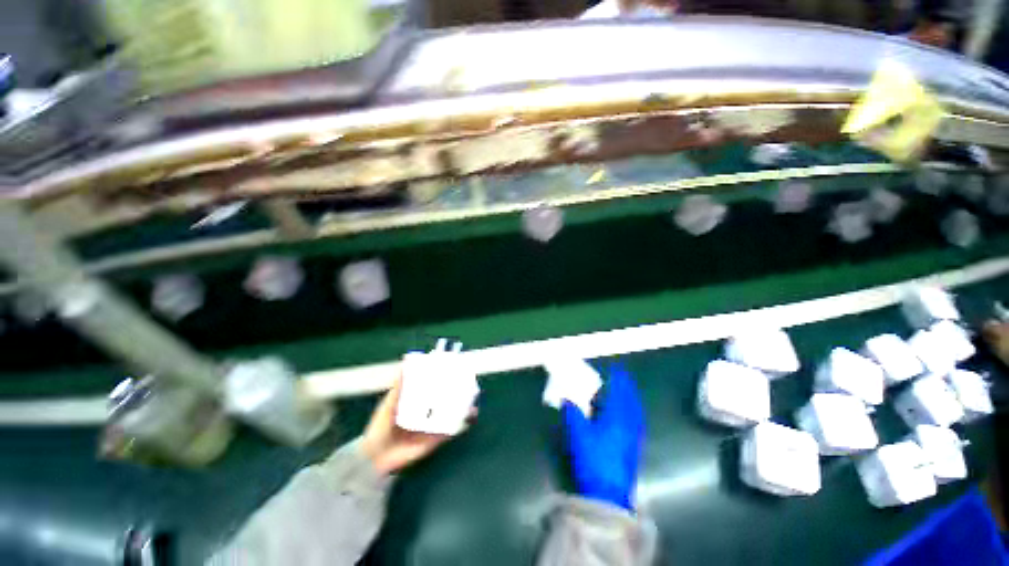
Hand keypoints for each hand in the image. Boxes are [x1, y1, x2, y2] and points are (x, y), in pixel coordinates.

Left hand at [361, 374, 471, 474]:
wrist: (377, 456)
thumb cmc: (381, 426)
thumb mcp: (389, 402)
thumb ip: (399, 385)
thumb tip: (405, 362)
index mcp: (417, 401)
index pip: (434, 387)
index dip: (444, 378)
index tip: (454, 367)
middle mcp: (428, 411)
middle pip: (447, 398)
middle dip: (459, 389)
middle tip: (469, 379)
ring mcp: (433, 425)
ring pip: (453, 412)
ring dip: (464, 404)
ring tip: (473, 394)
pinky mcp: (437, 438)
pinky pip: (452, 429)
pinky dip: (462, 422)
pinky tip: (470, 414)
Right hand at [562, 365, 644, 510]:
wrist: (609, 493)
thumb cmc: (594, 459)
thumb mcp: (578, 434)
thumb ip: (572, 413)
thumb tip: (566, 399)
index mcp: (616, 417)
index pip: (619, 392)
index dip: (618, 379)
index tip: (616, 369)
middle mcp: (628, 424)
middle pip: (630, 401)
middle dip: (627, 388)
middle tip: (621, 378)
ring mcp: (633, 437)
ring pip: (635, 412)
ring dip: (630, 399)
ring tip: (625, 393)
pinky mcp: (633, 448)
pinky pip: (635, 423)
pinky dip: (632, 413)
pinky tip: (627, 417)